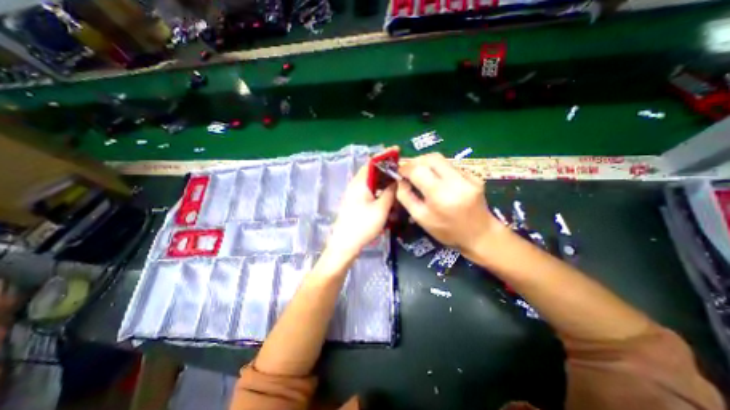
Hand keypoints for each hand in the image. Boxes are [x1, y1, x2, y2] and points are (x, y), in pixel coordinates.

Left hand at [329, 161, 396, 257]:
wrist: (344, 245)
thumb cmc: (362, 226)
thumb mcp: (381, 209)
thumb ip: (390, 192)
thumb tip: (397, 180)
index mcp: (360, 183)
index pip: (372, 162)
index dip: (385, 155)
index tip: (397, 151)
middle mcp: (355, 185)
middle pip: (371, 171)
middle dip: (385, 167)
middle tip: (400, 169)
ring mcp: (354, 195)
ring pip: (370, 181)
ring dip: (382, 179)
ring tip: (396, 181)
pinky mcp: (355, 203)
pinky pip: (369, 190)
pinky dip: (378, 189)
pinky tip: (386, 195)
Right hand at [394, 152, 501, 256]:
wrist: (480, 235)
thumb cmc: (447, 231)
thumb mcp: (421, 218)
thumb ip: (406, 198)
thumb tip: (400, 181)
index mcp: (440, 195)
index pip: (418, 170)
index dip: (405, 168)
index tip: (399, 172)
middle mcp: (456, 181)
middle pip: (432, 158)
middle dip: (416, 161)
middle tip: (409, 169)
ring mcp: (468, 177)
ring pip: (442, 160)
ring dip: (427, 164)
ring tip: (421, 174)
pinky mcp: (475, 176)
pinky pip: (451, 166)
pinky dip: (439, 170)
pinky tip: (439, 181)